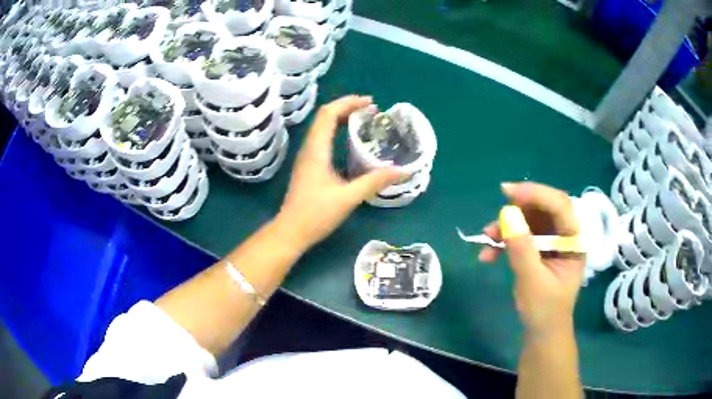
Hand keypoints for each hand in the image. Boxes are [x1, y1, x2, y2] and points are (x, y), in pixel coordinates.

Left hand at [275, 95, 402, 251]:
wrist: (290, 232)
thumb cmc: (315, 214)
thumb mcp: (349, 197)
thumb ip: (375, 181)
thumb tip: (402, 171)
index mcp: (316, 150)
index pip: (328, 114)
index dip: (348, 103)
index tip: (370, 103)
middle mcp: (309, 149)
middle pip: (325, 117)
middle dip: (347, 108)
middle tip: (371, 111)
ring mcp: (307, 158)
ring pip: (323, 128)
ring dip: (342, 119)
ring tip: (364, 121)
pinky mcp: (309, 167)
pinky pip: (323, 140)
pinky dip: (338, 133)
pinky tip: (352, 144)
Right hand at [479, 182, 584, 335]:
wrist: (542, 333)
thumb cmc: (544, 311)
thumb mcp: (533, 282)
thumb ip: (521, 249)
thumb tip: (507, 215)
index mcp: (574, 242)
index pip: (560, 206)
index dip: (537, 194)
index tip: (509, 192)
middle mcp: (565, 236)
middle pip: (545, 208)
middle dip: (521, 207)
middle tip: (499, 208)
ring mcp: (551, 242)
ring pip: (530, 220)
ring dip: (508, 225)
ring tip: (486, 238)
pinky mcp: (538, 250)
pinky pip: (521, 235)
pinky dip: (504, 240)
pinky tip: (488, 254)